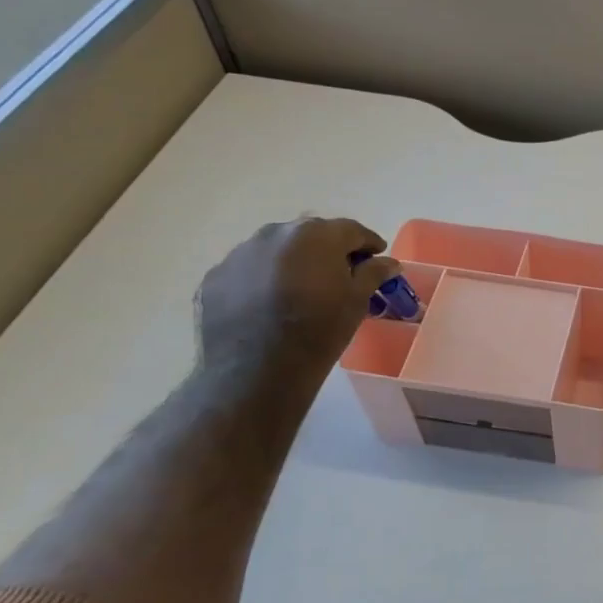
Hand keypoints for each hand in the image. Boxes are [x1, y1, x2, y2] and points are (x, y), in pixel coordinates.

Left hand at [196, 218, 400, 376]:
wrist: (255, 372)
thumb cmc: (319, 331)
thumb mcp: (357, 301)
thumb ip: (373, 273)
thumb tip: (388, 262)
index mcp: (315, 235)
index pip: (351, 230)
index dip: (367, 243)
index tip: (376, 257)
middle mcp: (275, 233)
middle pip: (311, 235)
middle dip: (328, 250)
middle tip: (339, 274)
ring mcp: (240, 254)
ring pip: (276, 250)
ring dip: (292, 262)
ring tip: (300, 290)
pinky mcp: (215, 277)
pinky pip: (248, 271)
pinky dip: (262, 280)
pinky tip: (268, 305)